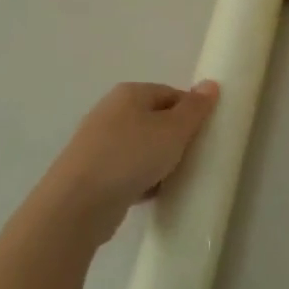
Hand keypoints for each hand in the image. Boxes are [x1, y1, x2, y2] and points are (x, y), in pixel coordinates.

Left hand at [42, 81, 219, 244]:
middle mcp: (111, 111)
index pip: (171, 94)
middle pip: (155, 120)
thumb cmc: (131, 157)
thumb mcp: (174, 130)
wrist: (78, 203)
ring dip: (159, 162)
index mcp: (129, 93)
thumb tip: (210, 84)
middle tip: (191, 158)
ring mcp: (98, 143)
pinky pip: (127, 169)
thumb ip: (195, 108)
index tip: (203, 136)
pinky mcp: (92, 172)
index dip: (191, 113)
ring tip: (173, 179)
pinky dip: (141, 179)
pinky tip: (151, 194)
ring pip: (141, 147)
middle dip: (175, 139)